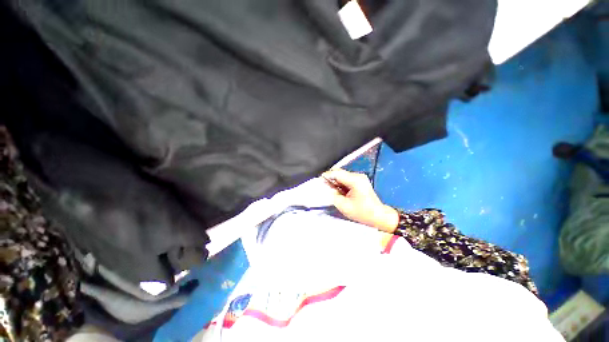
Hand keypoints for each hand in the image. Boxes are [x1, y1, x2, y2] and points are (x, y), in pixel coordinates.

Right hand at [322, 169, 398, 232]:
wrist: (379, 216)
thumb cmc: (362, 213)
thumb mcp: (344, 205)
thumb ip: (333, 195)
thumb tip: (326, 187)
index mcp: (354, 180)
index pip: (336, 173)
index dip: (326, 176)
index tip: (318, 181)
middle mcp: (357, 176)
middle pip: (339, 172)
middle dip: (330, 179)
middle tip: (324, 186)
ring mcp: (360, 178)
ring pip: (342, 175)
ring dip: (335, 181)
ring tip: (331, 190)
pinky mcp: (360, 181)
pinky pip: (346, 179)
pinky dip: (340, 184)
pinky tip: (338, 191)